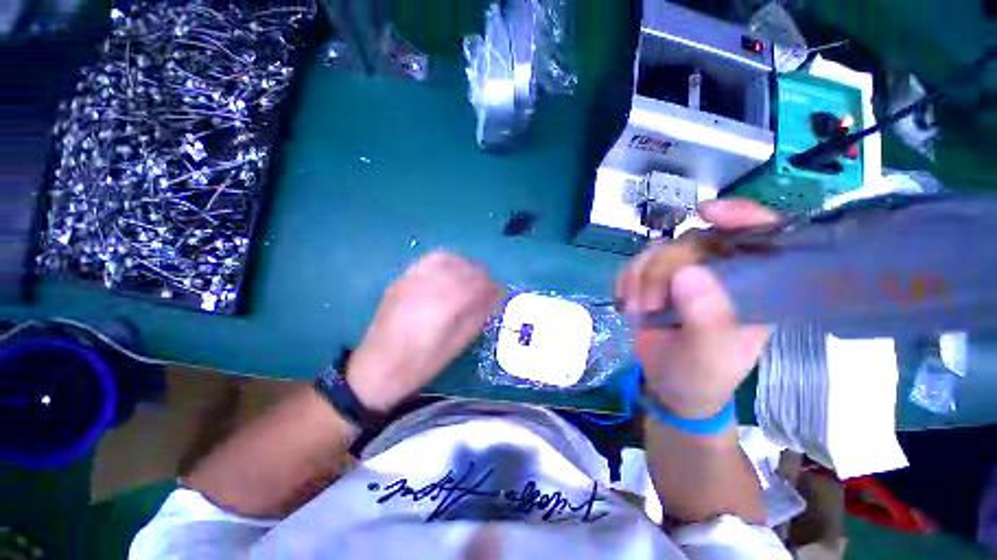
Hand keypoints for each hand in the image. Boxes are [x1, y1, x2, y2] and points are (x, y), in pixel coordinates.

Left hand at [346, 251, 501, 411]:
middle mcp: (426, 285)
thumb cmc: (420, 364)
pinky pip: (428, 260)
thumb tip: (493, 296)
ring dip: (463, 264)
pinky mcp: (401, 279)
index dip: (489, 284)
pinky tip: (449, 274)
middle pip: (462, 267)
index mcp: (442, 305)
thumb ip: (476, 316)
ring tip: (469, 278)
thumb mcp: (455, 345)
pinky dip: (446, 262)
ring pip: (446, 258)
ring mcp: (411, 279)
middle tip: (487, 287)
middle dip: (480, 274)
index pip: (474, 282)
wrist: (376, 368)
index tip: (498, 291)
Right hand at [615, 199, 780, 418]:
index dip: (741, 216)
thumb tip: (687, 274)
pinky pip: (636, 263)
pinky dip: (625, 279)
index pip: (762, 237)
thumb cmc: (702, 376)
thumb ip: (706, 320)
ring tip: (636, 310)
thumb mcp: (709, 357)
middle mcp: (721, 274)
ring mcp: (685, 275)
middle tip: (647, 305)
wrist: (669, 386)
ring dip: (639, 278)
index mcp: (753, 289)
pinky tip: (625, 301)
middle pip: (692, 242)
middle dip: (661, 270)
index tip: (706, 213)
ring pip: (658, 250)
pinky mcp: (655, 280)